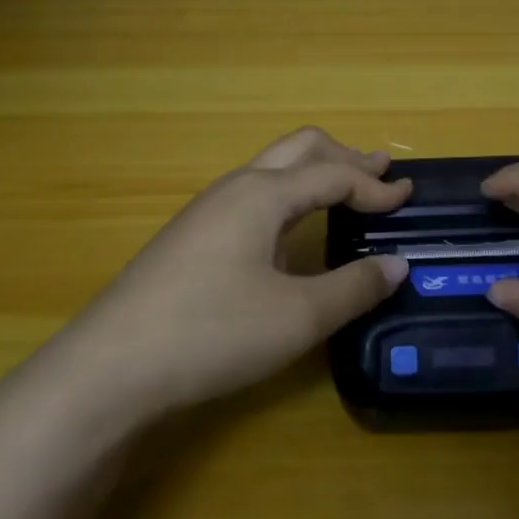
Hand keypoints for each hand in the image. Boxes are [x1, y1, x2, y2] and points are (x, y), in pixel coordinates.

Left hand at [75, 127, 412, 418]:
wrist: (109, 368)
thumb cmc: (212, 333)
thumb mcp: (297, 317)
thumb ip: (353, 287)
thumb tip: (396, 264)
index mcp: (262, 194)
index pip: (334, 174)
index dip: (376, 186)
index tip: (409, 198)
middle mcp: (235, 189)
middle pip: (299, 149)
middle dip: (344, 157)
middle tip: (379, 174)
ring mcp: (206, 212)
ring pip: (272, 171)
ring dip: (314, 175)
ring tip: (343, 193)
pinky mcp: (190, 238)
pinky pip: (252, 197)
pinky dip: (289, 197)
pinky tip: (291, 233)